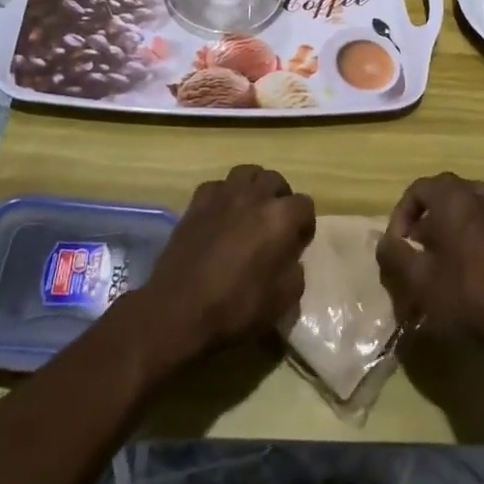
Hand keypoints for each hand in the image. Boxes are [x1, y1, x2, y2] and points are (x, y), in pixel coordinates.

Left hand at [136, 165, 314, 366]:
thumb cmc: (236, 308)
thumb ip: (295, 271)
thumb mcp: (282, 301)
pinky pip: (218, 186)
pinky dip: (225, 195)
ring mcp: (222, 195)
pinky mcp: (196, 202)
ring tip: (251, 210)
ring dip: (254, 187)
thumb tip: (290, 258)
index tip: (298, 245)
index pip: (305, 204)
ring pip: (247, 173)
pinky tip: (222, 215)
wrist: (178, 311)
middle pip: (275, 180)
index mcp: (279, 217)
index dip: (305, 225)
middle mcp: (253, 196)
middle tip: (276, 225)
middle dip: (281, 198)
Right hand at [376, 173, 483, 347]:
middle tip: (415, 245)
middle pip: (444, 191)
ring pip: (470, 201)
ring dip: (452, 217)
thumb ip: (395, 254)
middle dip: (424, 214)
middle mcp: (478, 196)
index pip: (418, 189)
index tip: (397, 244)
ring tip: (442, 246)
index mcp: (452, 198)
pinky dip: (481, 225)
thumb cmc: (463, 295)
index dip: (401, 214)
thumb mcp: (417, 279)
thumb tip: (384, 242)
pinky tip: (476, 246)